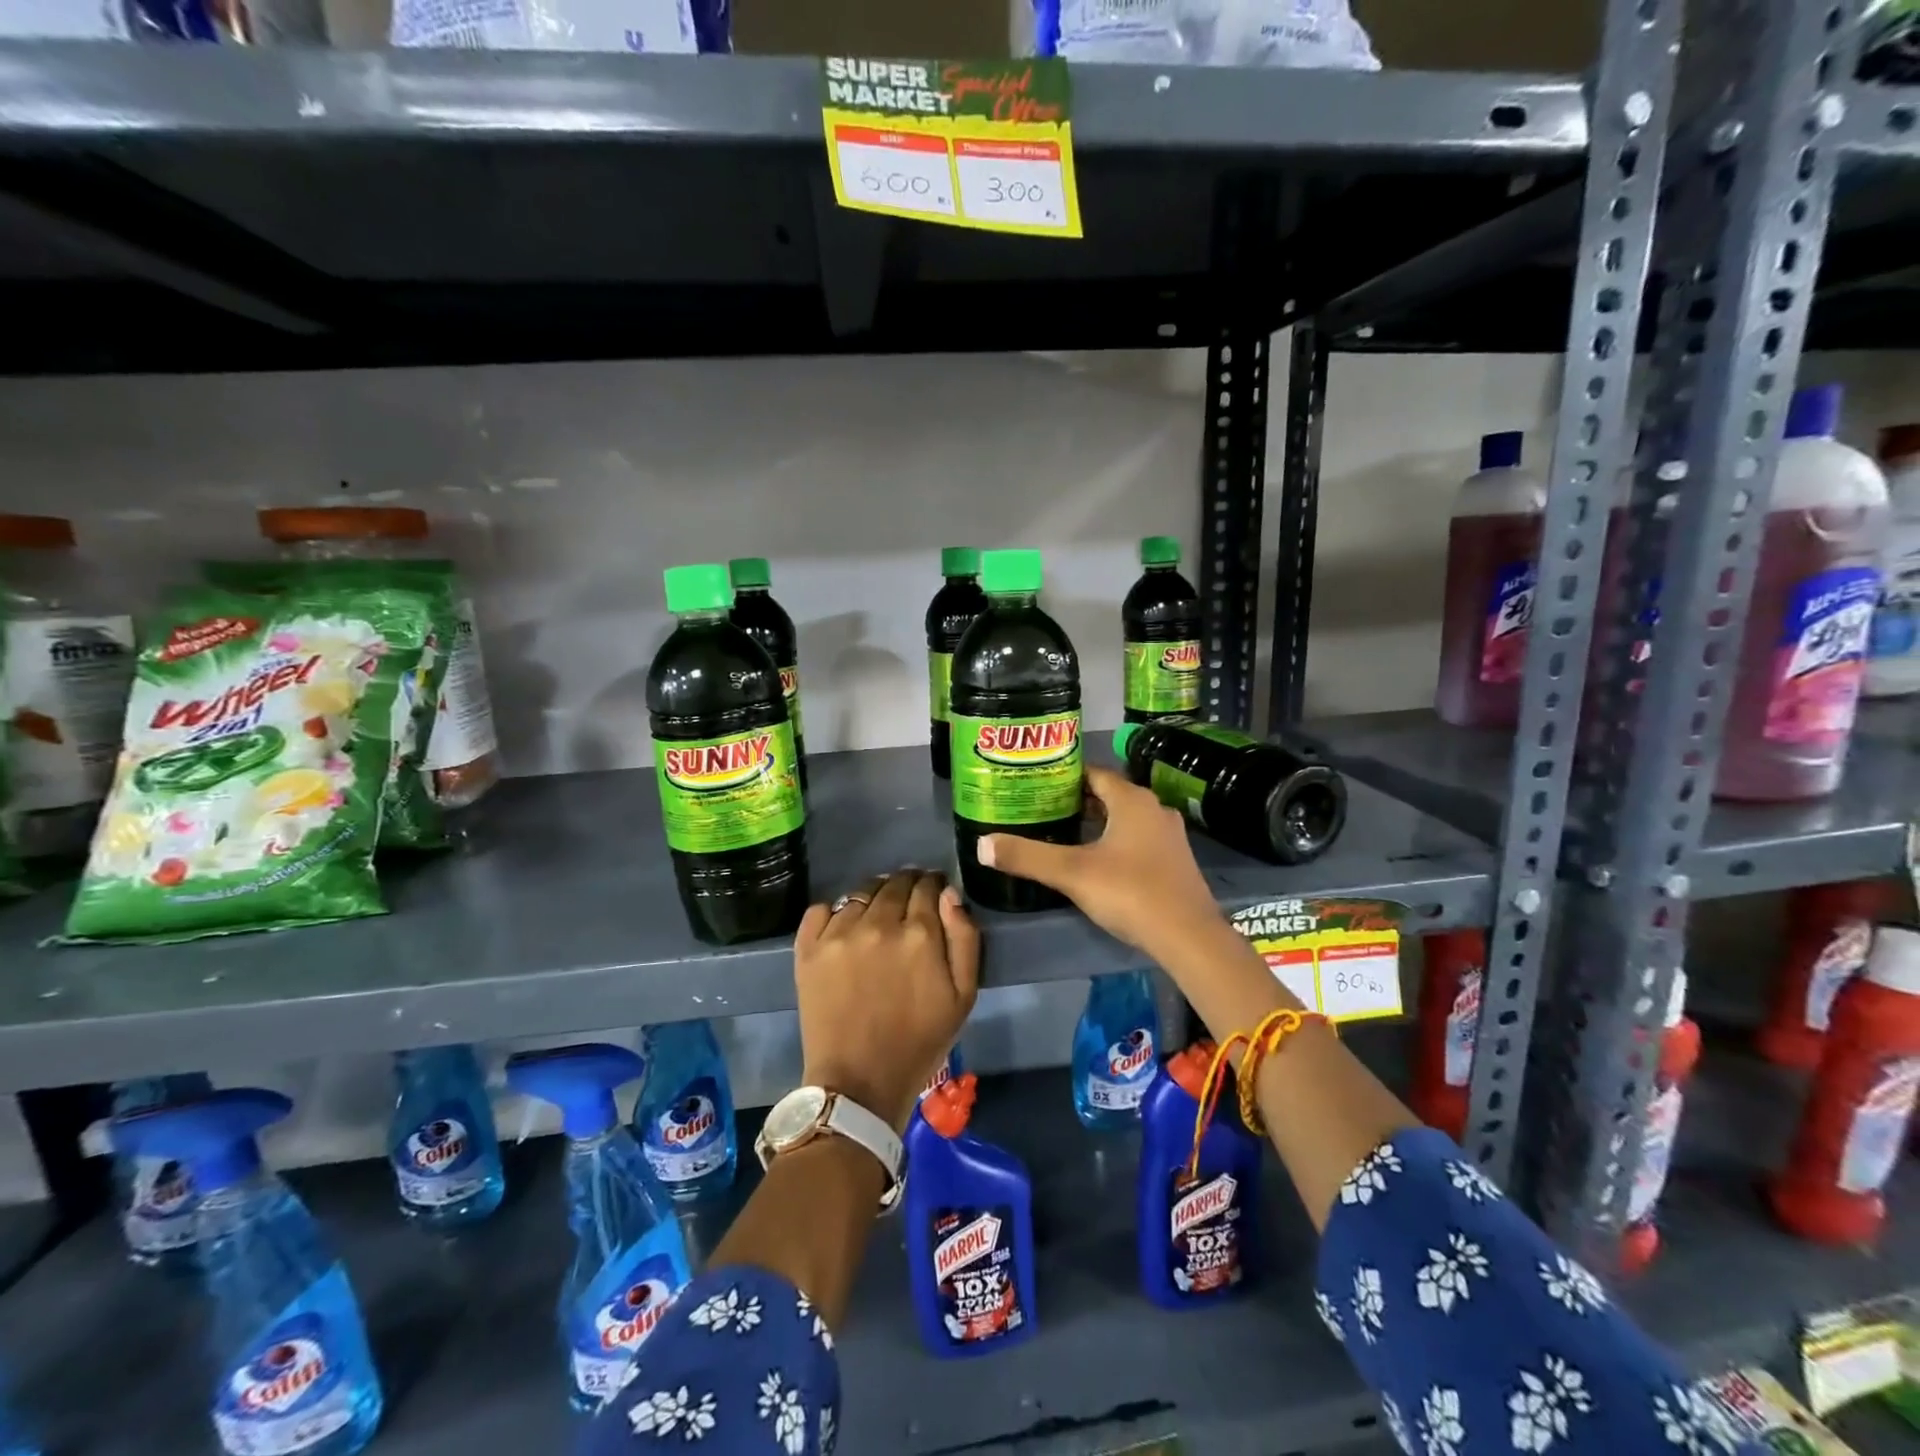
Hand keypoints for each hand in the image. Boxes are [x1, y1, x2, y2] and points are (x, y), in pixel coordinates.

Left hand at [795, 869, 979, 1132]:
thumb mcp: (963, 996)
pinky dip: (836, 912)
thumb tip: (950, 894)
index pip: (927, 886)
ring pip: (861, 893)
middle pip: (894, 882)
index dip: (933, 885)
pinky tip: (844, 928)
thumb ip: (964, 938)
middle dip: (906, 885)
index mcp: (920, 933)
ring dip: (874, 896)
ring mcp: (839, 934)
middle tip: (908, 902)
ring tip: (877, 915)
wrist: (858, 1084)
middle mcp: (878, 923)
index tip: (934, 894)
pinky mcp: (808, 948)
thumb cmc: (920, 1042)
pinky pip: (822, 909)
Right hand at [977, 766, 1222, 960]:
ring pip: (1126, 819)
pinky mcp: (1176, 862)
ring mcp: (1169, 836)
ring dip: (1098, 823)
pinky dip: (1116, 842)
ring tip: (1064, 834)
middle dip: (1078, 801)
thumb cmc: (1130, 892)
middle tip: (1044, 810)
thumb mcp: (1071, 873)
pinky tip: (1098, 862)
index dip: (1065, 777)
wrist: (1189, 937)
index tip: (1038, 785)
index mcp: (1132, 800)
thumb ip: (1026, 857)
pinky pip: (1139, 840)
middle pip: (1109, 795)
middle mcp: (1154, 809)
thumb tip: (982, 845)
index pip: (1094, 773)